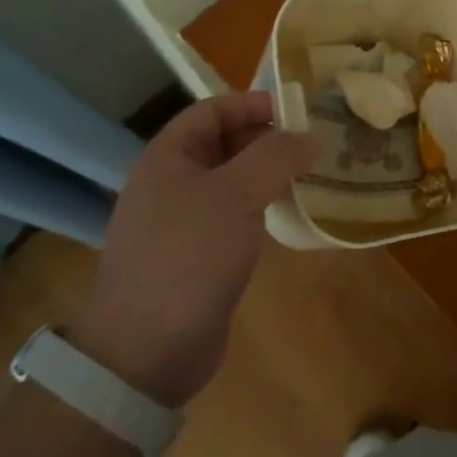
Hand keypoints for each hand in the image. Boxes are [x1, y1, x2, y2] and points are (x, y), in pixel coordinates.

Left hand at [70, 91, 318, 406]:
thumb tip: (310, 137)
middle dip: (267, 138)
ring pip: (231, 180)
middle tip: (312, 145)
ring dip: (268, 173)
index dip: (253, 103)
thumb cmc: (187, 257)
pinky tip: (287, 215)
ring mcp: (181, 221)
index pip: (212, 110)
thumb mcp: (236, 195)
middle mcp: (171, 182)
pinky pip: (232, 214)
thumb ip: (275, 157)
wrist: (144, 353)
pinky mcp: (195, 255)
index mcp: (168, 157)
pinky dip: (260, 206)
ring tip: (309, 176)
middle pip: (223, 142)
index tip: (297, 112)